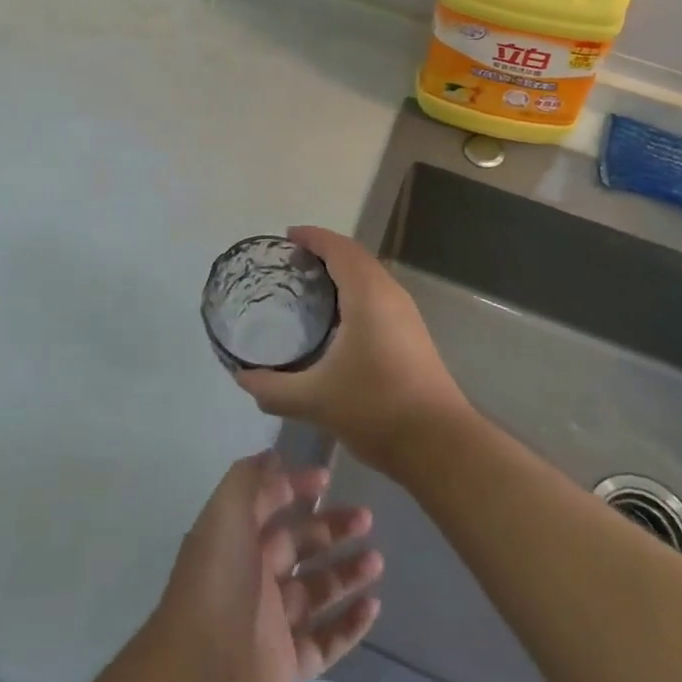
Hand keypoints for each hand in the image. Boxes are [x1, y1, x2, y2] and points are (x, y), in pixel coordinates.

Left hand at [152, 452, 380, 681]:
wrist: (201, 675)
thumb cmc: (217, 583)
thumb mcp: (226, 513)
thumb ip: (249, 479)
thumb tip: (273, 455)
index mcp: (237, 539)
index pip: (271, 504)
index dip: (296, 487)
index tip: (328, 477)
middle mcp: (254, 576)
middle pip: (300, 545)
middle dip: (332, 529)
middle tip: (366, 518)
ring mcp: (272, 622)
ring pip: (317, 591)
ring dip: (347, 573)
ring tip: (377, 560)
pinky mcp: (288, 665)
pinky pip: (326, 640)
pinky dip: (350, 624)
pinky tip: (373, 606)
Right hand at [236, 226, 469, 472]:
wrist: (439, 444)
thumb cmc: (376, 409)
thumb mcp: (315, 400)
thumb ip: (274, 388)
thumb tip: (242, 377)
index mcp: (367, 294)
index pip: (338, 247)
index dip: (312, 237)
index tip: (286, 238)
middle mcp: (389, 293)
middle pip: (354, 256)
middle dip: (324, 251)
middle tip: (291, 263)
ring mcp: (406, 313)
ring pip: (369, 275)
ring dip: (342, 271)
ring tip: (309, 286)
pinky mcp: (412, 333)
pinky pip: (378, 294)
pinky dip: (354, 290)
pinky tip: (338, 320)